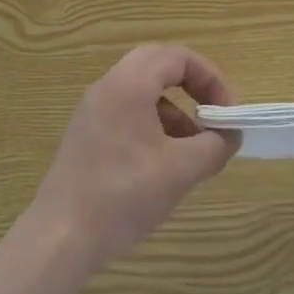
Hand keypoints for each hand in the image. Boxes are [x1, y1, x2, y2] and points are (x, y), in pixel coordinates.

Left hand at [27, 44, 240, 273]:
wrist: (61, 236)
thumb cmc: (123, 196)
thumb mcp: (181, 171)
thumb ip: (215, 146)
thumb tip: (231, 134)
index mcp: (129, 85)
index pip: (178, 57)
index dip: (211, 78)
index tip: (228, 113)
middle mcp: (108, 86)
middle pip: (158, 64)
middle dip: (193, 86)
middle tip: (213, 115)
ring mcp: (93, 109)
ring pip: (143, 89)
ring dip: (174, 108)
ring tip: (193, 147)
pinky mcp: (87, 132)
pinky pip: (128, 110)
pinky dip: (153, 123)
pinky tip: (164, 162)